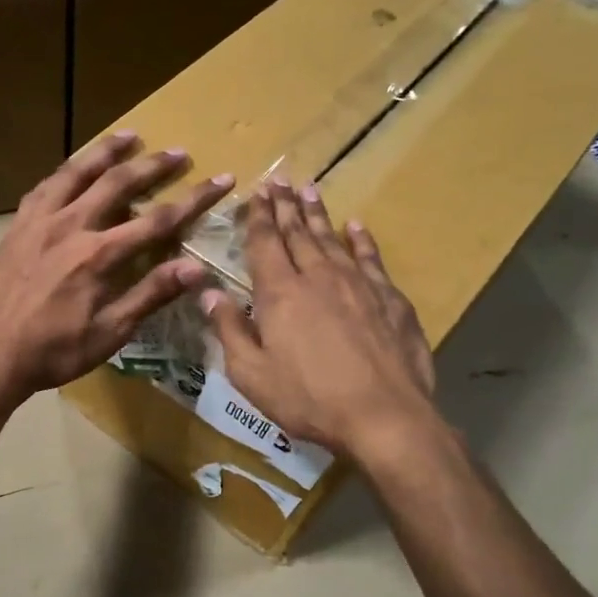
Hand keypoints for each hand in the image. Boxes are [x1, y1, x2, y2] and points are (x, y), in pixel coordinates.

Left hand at [0, 132, 232, 403]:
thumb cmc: (56, 350)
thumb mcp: (111, 332)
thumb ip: (151, 294)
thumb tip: (197, 268)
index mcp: (99, 255)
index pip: (158, 219)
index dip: (194, 199)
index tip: (221, 180)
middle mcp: (71, 226)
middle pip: (118, 183)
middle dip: (153, 166)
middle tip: (178, 153)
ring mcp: (40, 221)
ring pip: (77, 172)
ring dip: (106, 151)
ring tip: (129, 135)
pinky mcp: (18, 225)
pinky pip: (45, 186)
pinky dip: (66, 171)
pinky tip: (74, 167)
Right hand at [202, 179, 438, 459]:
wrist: (384, 416)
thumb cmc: (307, 398)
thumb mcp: (251, 373)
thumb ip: (228, 329)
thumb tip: (207, 292)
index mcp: (280, 293)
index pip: (265, 243)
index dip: (259, 216)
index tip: (257, 191)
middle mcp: (318, 277)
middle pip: (299, 233)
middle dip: (286, 206)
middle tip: (279, 180)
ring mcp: (358, 285)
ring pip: (333, 239)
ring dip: (318, 214)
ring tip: (310, 190)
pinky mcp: (390, 299)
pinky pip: (371, 259)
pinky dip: (361, 240)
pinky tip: (356, 227)